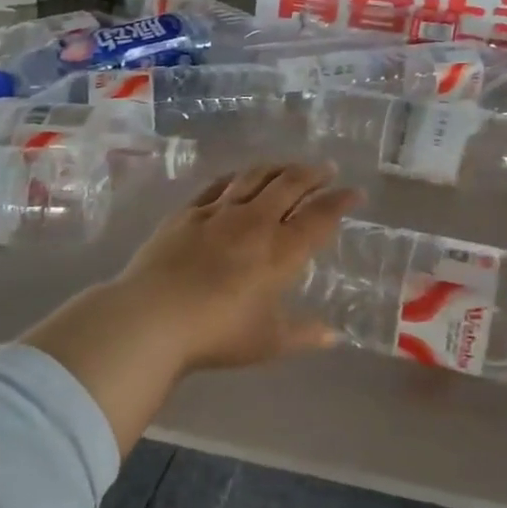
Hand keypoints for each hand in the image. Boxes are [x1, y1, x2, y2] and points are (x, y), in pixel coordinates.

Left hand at [23, 164, 361, 452]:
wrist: (151, 317)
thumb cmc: (217, 333)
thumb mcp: (268, 342)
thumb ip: (304, 334)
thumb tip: (333, 335)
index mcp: (281, 251)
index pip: (319, 217)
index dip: (340, 202)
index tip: (355, 193)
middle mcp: (255, 222)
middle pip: (290, 185)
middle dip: (313, 174)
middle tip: (327, 169)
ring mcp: (218, 213)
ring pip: (255, 177)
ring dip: (278, 168)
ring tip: (289, 166)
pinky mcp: (187, 213)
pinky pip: (218, 185)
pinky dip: (237, 177)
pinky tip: (240, 176)